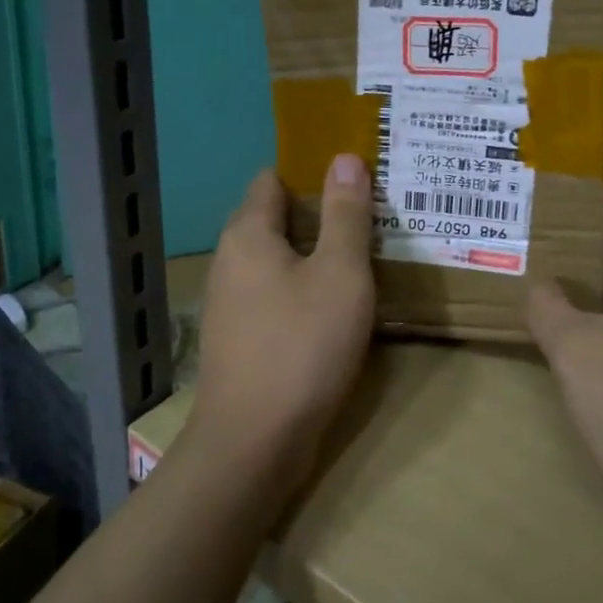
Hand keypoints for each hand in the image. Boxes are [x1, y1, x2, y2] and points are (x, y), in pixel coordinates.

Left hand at [188, 156, 375, 495]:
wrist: (252, 445)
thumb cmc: (301, 347)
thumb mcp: (340, 274)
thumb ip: (345, 214)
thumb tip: (343, 157)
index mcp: (248, 234)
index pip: (274, 179)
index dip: (313, 172)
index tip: (356, 179)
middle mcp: (230, 260)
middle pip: (276, 219)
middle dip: (321, 214)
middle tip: (371, 217)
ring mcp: (230, 302)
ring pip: (278, 259)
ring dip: (315, 254)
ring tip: (362, 256)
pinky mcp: (239, 337)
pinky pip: (275, 293)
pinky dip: (304, 288)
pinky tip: (337, 305)